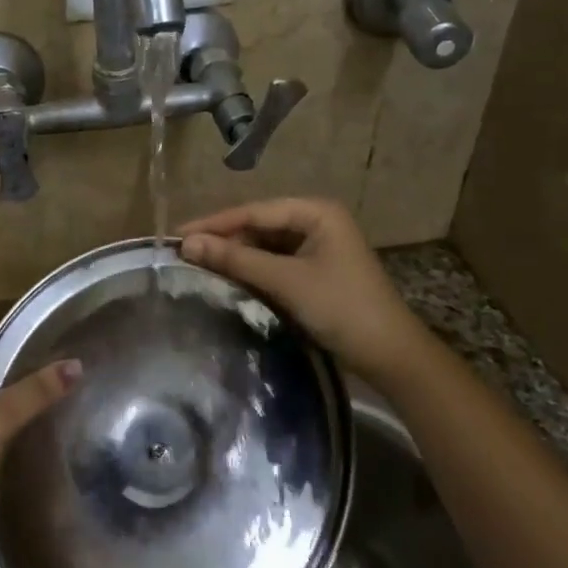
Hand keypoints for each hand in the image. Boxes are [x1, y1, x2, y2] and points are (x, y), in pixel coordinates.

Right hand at [179, 198, 432, 376]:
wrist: (391, 356)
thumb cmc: (342, 308)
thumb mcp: (286, 281)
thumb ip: (236, 260)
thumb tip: (187, 244)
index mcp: (316, 211)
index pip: (254, 211)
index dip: (213, 224)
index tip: (176, 235)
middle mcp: (317, 221)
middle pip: (258, 225)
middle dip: (223, 239)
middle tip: (182, 253)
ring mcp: (318, 247)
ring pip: (265, 245)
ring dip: (235, 256)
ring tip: (197, 265)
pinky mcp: (315, 271)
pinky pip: (275, 262)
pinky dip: (252, 270)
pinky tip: (227, 278)